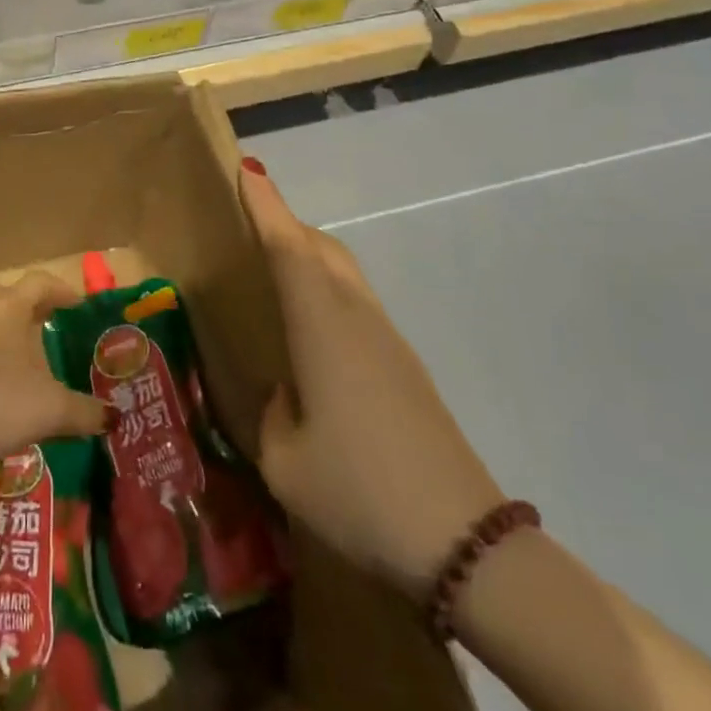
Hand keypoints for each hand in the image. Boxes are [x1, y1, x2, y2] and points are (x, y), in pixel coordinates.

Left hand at [0, 272, 106, 496]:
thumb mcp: (52, 410)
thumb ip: (86, 412)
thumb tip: (113, 418)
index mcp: (10, 307)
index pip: (40, 282)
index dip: (62, 291)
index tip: (78, 306)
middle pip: (11, 297)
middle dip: (33, 309)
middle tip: (53, 327)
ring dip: (8, 331)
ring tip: (28, 357)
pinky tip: (1, 383)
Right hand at [241, 163, 503, 594]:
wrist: (462, 541)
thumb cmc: (359, 491)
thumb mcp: (284, 461)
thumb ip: (273, 414)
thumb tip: (283, 391)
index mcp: (324, 329)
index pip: (289, 249)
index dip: (267, 206)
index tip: (248, 169)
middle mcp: (358, 319)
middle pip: (322, 249)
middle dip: (286, 225)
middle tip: (250, 224)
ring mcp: (388, 341)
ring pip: (344, 274)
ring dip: (309, 257)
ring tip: (274, 272)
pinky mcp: (405, 367)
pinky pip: (357, 304)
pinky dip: (327, 291)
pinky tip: (311, 332)